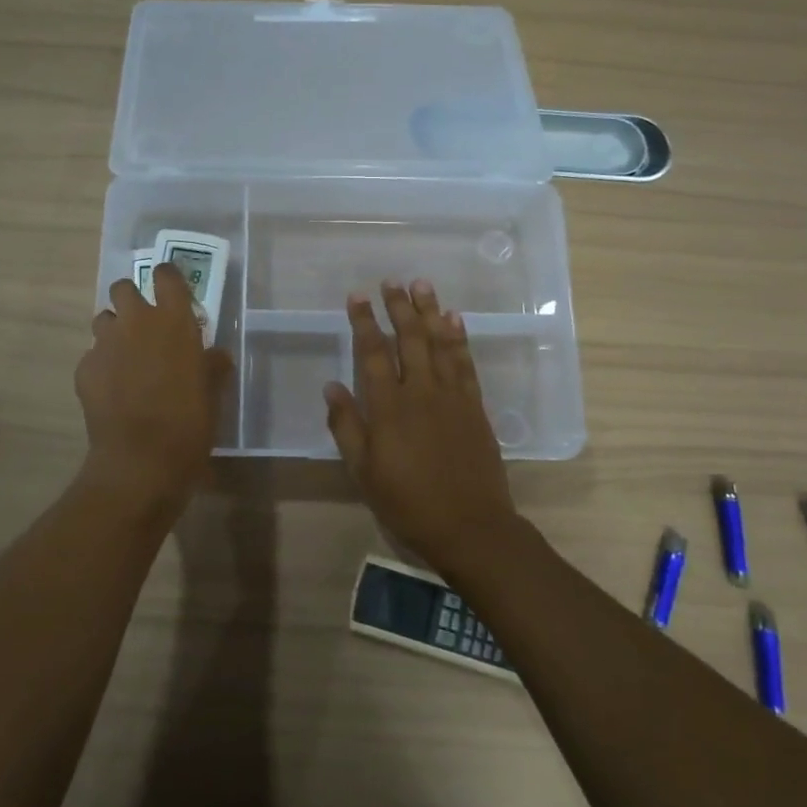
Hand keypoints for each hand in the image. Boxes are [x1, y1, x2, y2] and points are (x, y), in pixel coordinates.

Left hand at [76, 263, 232, 504]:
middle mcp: (136, 322)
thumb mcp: (213, 392)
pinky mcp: (84, 369)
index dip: (167, 278)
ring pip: (103, 319)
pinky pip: (91, 355)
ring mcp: (106, 344)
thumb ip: (212, 365)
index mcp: (174, 320)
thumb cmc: (189, 422)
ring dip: (114, 330)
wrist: (142, 459)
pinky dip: (101, 365)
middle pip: (123, 287)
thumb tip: (215, 355)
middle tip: (143, 325)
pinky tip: (111, 389)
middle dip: (131, 299)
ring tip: (125, 357)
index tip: (171, 291)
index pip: (166, 275)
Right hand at [324, 279, 517, 567]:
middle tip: (392, 280)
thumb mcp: (363, 471)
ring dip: (430, 311)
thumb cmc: (407, 502)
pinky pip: (465, 363)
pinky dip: (459, 338)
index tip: (357, 296)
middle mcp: (421, 392)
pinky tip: (455, 320)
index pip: (373, 353)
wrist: (470, 526)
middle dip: (399, 307)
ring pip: (439, 343)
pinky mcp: (474, 406)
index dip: (364, 322)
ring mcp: (452, 396)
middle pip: (409, 339)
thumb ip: (346, 426)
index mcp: (389, 407)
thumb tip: (331, 385)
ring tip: (423, 284)